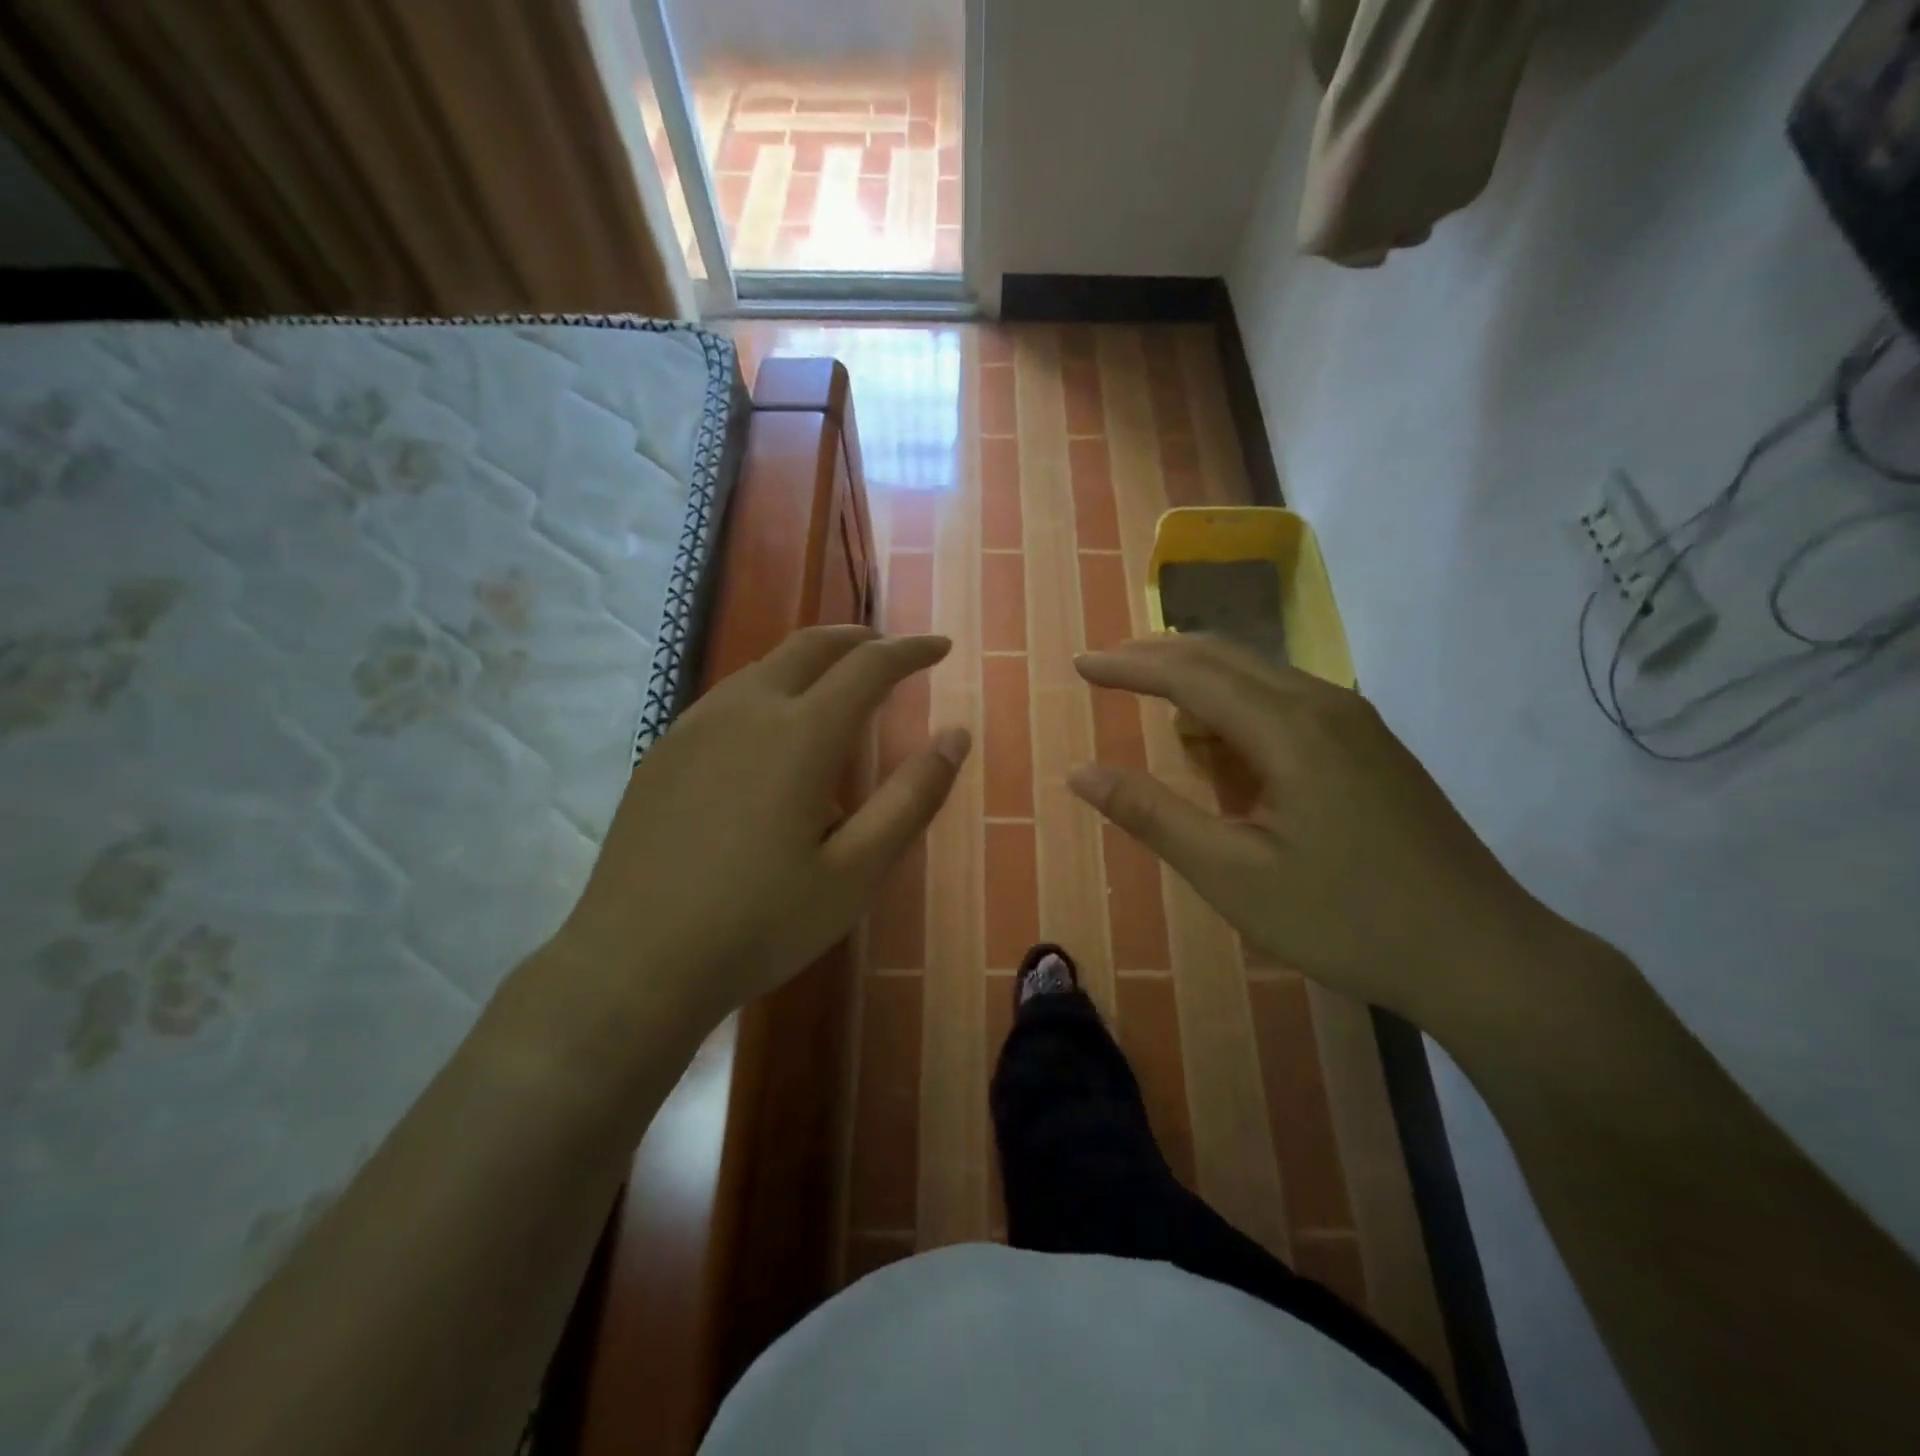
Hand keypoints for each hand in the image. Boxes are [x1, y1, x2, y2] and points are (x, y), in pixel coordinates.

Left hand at [548, 626, 968, 1037]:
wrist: (635, 962)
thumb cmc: (761, 922)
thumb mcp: (857, 872)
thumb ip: (912, 798)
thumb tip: (956, 736)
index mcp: (801, 734)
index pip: (869, 667)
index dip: (911, 651)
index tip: (940, 646)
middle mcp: (747, 710)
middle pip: (810, 646)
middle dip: (858, 639)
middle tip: (890, 651)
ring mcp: (695, 726)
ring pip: (764, 666)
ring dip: (810, 661)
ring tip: (838, 684)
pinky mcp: (663, 751)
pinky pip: (728, 697)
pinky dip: (769, 689)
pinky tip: (771, 731)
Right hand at [1071, 635, 1561, 1027]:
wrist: (1482, 954)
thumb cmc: (1346, 919)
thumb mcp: (1232, 875)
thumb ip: (1153, 816)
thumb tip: (1081, 773)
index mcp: (1289, 728)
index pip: (1189, 674)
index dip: (1129, 666)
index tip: (1080, 665)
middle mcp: (1323, 704)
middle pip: (1225, 655)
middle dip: (1158, 656)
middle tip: (1106, 669)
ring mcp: (1356, 722)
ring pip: (1260, 673)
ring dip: (1199, 677)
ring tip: (1153, 699)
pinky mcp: (1371, 746)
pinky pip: (1287, 699)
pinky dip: (1237, 703)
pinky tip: (1224, 741)